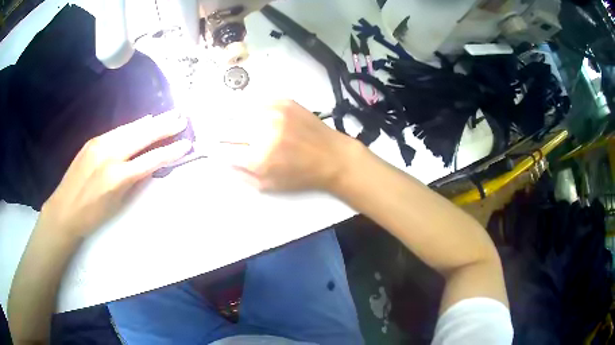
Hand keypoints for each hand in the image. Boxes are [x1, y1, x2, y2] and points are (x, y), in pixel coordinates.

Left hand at [40, 111, 191, 237]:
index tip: (186, 143)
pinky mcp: (93, 141)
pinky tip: (143, 121)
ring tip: (168, 115)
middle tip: (182, 117)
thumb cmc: (92, 215)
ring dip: (151, 122)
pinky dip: (133, 126)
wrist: (64, 210)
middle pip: (142, 137)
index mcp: (117, 178)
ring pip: (130, 129)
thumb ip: (134, 182)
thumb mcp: (117, 204)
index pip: (150, 160)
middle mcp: (109, 155)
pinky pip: (117, 131)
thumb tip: (149, 165)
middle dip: (164, 127)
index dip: (169, 152)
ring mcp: (100, 145)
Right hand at [220, 100, 362, 191]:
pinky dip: (249, 109)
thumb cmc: (301, 175)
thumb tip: (222, 160)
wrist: (332, 156)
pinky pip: (256, 102)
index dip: (213, 149)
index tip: (209, 147)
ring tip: (227, 121)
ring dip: (230, 118)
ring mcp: (274, 113)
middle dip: (218, 132)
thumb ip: (242, 174)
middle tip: (213, 132)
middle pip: (226, 128)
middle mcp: (264, 132)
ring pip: (238, 111)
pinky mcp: (284, 102)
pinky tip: (251, 115)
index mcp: (259, 158)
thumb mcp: (269, 185)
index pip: (223, 150)